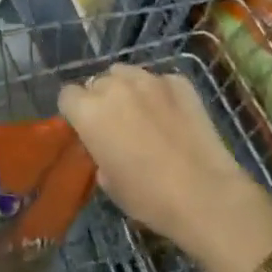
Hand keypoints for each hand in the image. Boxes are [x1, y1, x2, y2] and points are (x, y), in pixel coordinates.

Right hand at [59, 66, 271, 263]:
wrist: (205, 194)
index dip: (75, 111)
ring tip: (144, 114)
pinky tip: (173, 117)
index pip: (67, 95)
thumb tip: (105, 148)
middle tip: (117, 125)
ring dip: (127, 90)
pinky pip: (160, 82)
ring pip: (126, 74)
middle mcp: (114, 86)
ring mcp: (148, 79)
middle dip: (102, 99)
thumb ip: (99, 154)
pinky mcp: (178, 81)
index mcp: (89, 111)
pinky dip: (161, 94)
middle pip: (97, 82)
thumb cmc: (149, 198)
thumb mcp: (110, 184)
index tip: (85, 128)